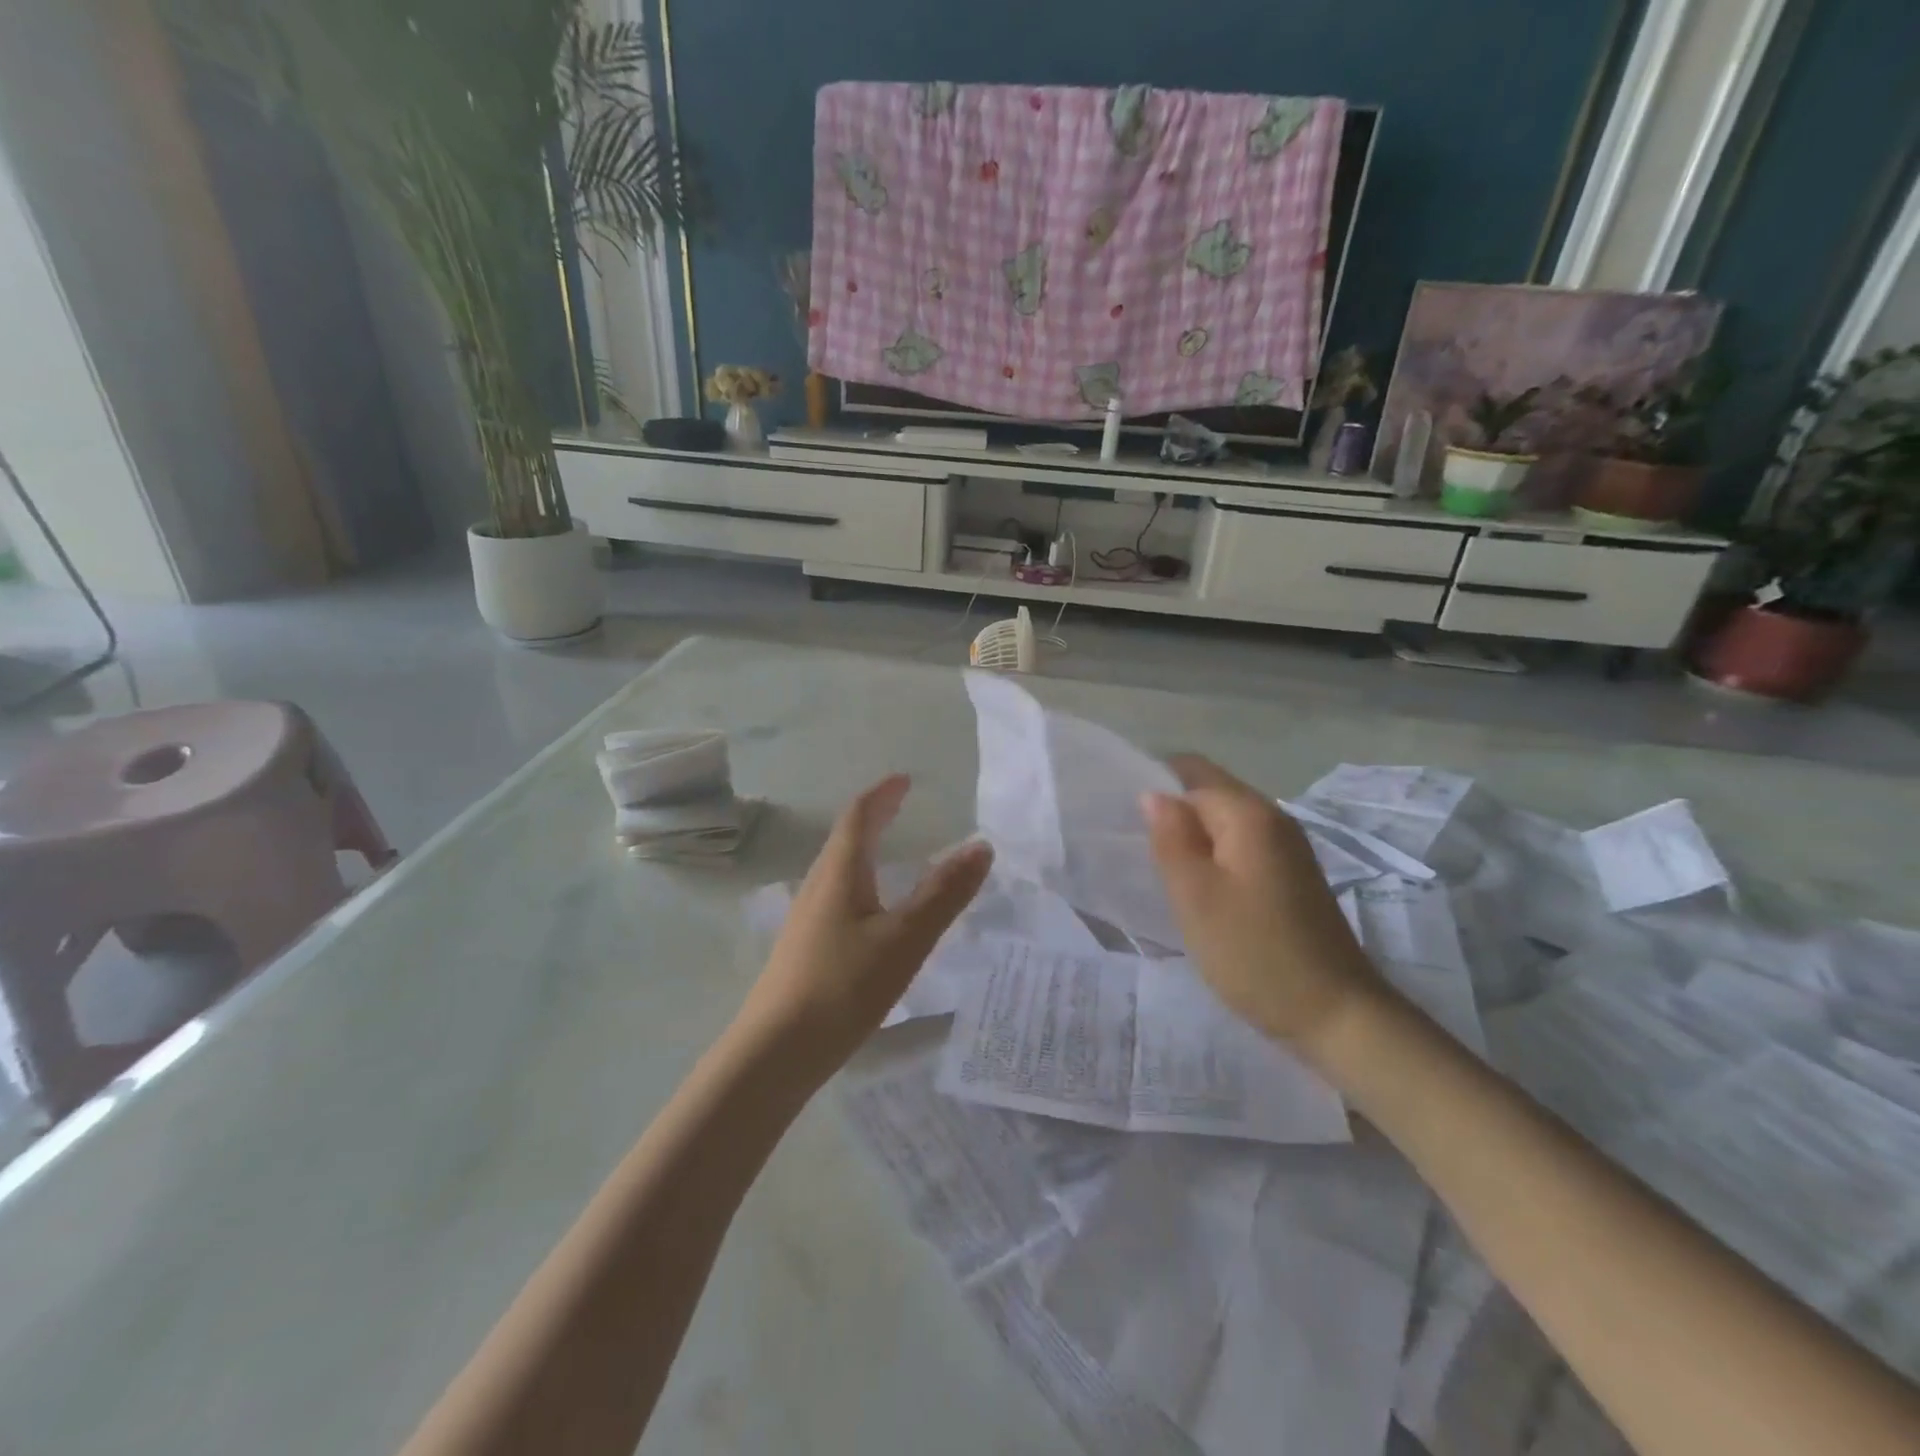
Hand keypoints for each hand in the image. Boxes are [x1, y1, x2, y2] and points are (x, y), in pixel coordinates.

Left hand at [740, 774, 992, 1078]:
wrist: (774, 1054)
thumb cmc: (843, 987)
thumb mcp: (905, 939)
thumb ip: (944, 893)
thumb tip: (981, 845)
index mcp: (839, 873)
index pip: (859, 817)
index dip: (883, 794)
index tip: (905, 779)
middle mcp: (817, 887)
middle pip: (845, 838)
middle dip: (875, 817)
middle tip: (902, 805)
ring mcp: (806, 920)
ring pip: (839, 870)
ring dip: (866, 849)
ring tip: (891, 851)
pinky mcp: (805, 949)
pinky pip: (837, 897)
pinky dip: (861, 882)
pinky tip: (872, 912)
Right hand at [1143, 755, 1383, 1062]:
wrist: (1337, 1016)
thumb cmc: (1255, 953)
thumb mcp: (1196, 896)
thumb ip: (1170, 839)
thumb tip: (1153, 795)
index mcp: (1250, 814)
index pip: (1192, 770)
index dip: (1153, 782)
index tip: (1120, 814)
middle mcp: (1274, 819)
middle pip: (1209, 793)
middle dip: (1170, 812)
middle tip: (1133, 848)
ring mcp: (1287, 849)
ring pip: (1223, 824)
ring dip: (1190, 838)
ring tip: (1156, 869)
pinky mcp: (1291, 877)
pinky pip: (1239, 848)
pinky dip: (1212, 858)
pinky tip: (1195, 888)